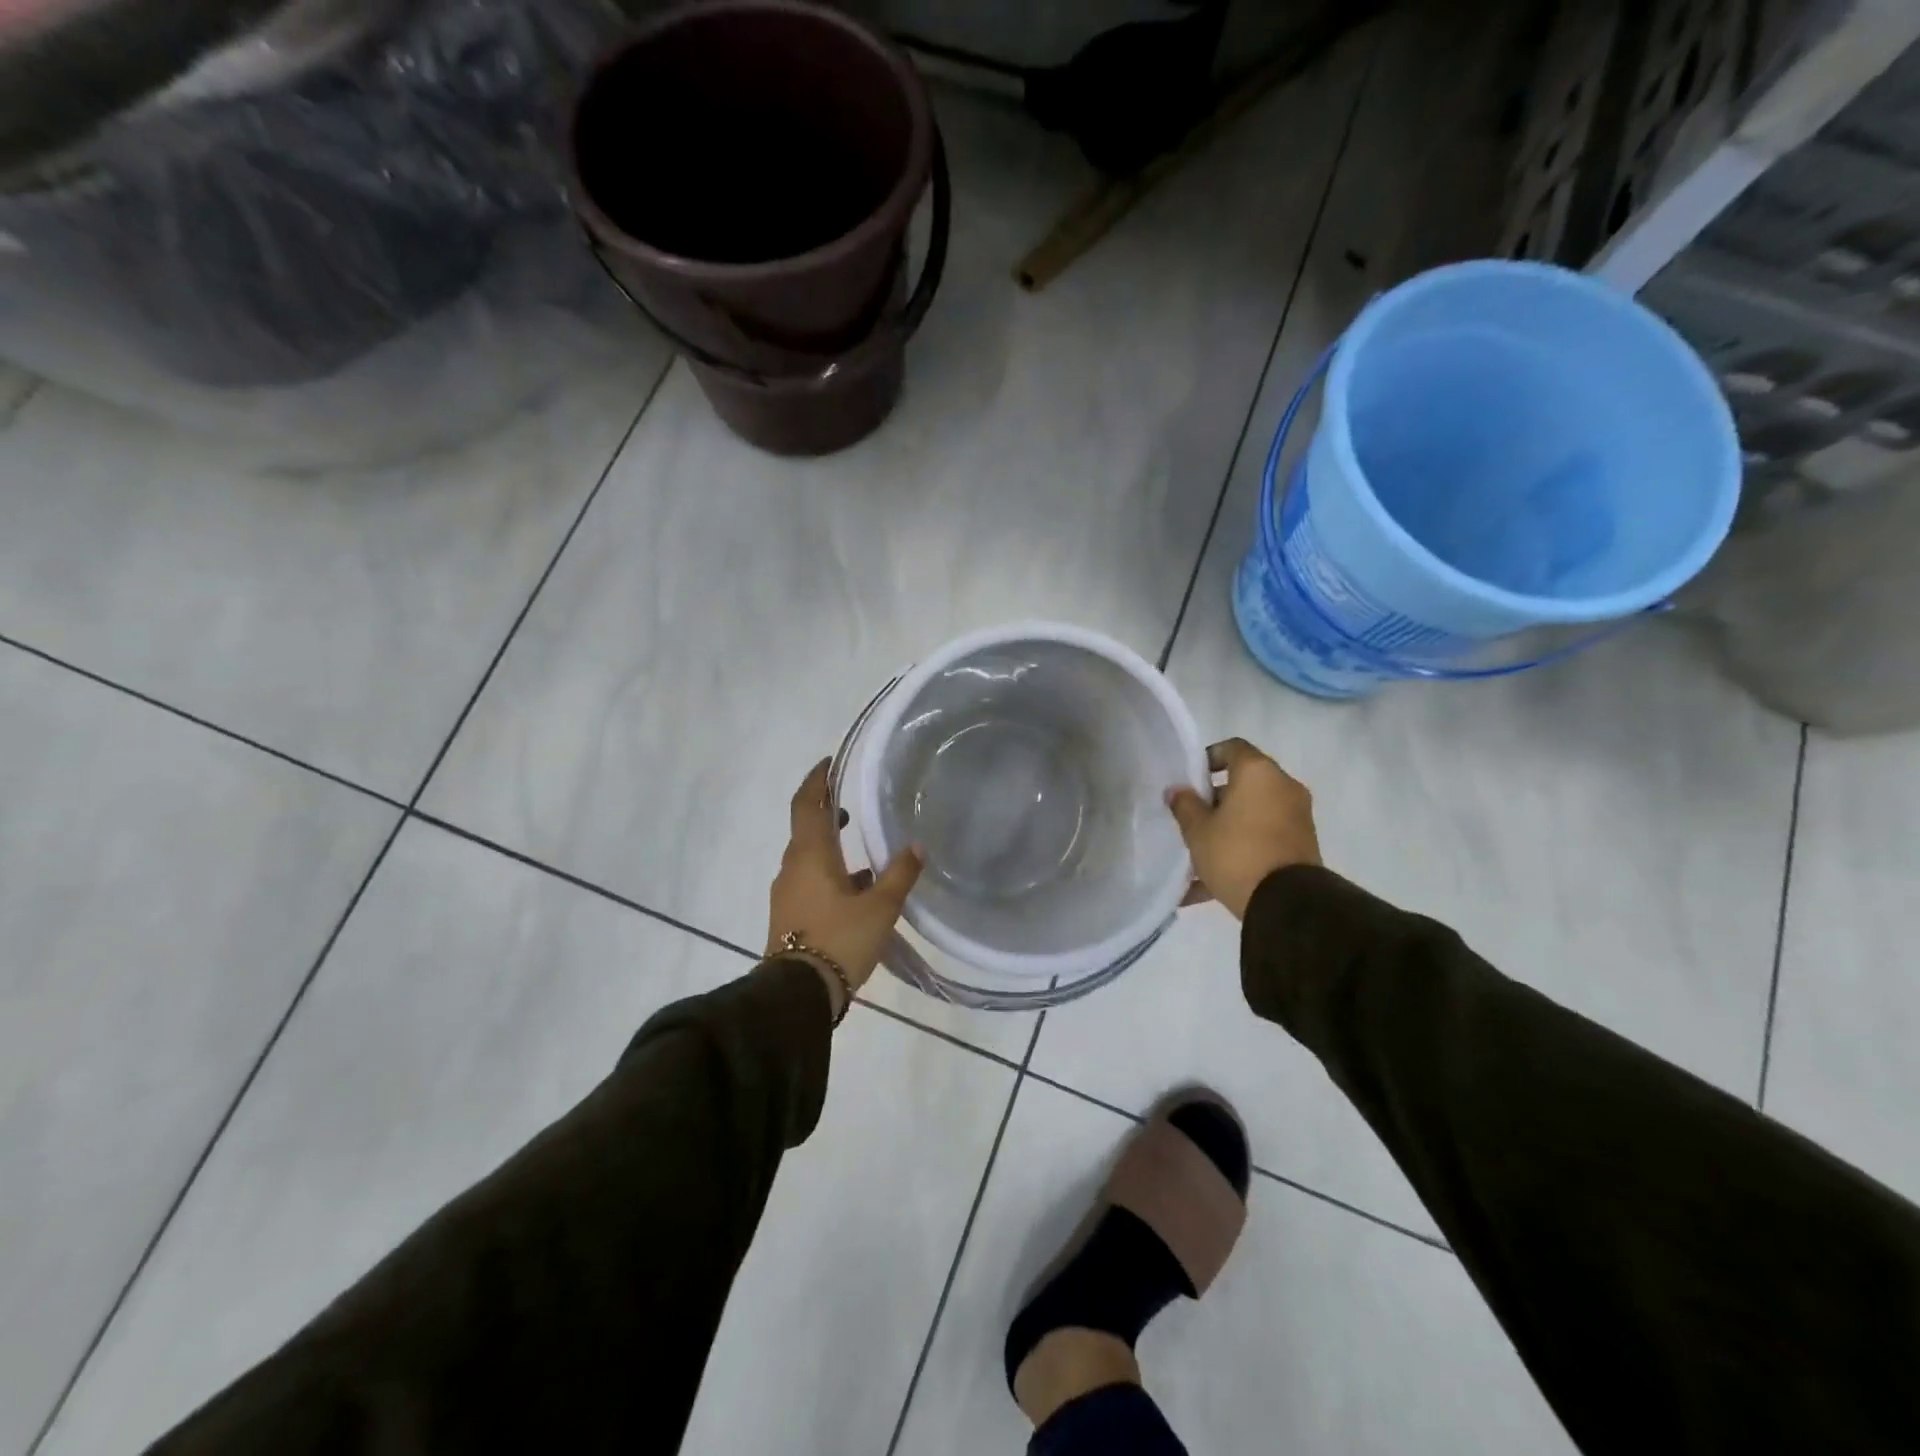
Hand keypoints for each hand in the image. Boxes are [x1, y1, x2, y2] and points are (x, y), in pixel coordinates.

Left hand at [767, 759, 923, 1014]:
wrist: (797, 995)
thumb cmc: (839, 940)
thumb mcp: (880, 907)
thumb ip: (900, 874)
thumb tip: (917, 845)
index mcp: (811, 854)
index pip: (807, 803)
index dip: (817, 780)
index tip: (830, 762)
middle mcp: (793, 866)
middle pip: (806, 827)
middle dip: (826, 811)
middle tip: (850, 802)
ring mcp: (788, 892)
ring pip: (809, 856)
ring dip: (830, 845)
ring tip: (861, 847)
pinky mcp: (789, 916)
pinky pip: (809, 881)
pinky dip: (830, 874)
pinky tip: (857, 889)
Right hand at [1166, 738, 1319, 920]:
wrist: (1286, 903)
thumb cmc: (1236, 853)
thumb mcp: (1198, 831)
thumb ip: (1185, 805)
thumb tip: (1178, 791)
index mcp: (1259, 773)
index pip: (1232, 748)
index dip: (1208, 758)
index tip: (1189, 780)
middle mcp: (1284, 787)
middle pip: (1244, 782)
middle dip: (1215, 799)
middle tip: (1191, 818)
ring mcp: (1297, 817)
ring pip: (1253, 812)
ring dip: (1228, 826)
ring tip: (1199, 853)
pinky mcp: (1302, 845)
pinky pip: (1264, 837)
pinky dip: (1242, 847)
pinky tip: (1211, 881)